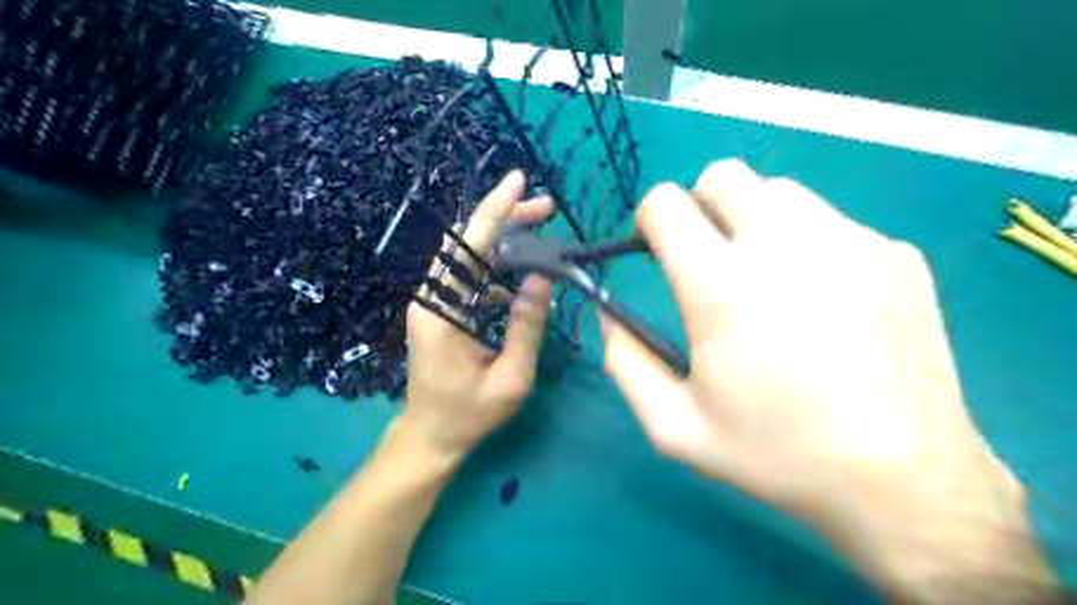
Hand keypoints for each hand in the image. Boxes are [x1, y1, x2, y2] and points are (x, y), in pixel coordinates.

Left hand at [400, 172, 555, 460]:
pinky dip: (494, 267)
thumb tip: (542, 278)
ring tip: (540, 231)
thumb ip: (526, 326)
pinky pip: (467, 276)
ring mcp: (431, 303)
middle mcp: (430, 299)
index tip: (518, 181)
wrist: (430, 436)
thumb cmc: (470, 414)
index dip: (495, 211)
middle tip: (544, 206)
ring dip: (502, 240)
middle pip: (467, 243)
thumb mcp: (511, 377)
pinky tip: (520, 277)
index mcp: (442, 314)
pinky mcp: (437, 310)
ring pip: (467, 256)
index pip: (470, 249)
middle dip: (505, 218)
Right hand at [605, 159, 1044, 593]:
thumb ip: (625, 360)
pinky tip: (824, 301)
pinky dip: (808, 244)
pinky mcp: (894, 253)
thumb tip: (609, 312)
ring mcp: (849, 240)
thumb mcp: (673, 425)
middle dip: (699, 207)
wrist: (901, 478)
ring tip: (766, 277)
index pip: (665, 203)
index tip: (656, 252)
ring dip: (753, 220)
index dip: (649, 221)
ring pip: (779, 191)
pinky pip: (831, 222)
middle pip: (722, 175)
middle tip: (707, 258)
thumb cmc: (775, 453)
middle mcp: (782, 244)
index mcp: (720, 284)